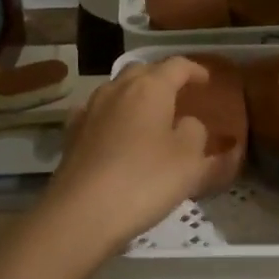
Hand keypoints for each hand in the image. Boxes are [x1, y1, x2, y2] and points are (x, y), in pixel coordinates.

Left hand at [42, 57, 240, 250]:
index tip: (207, 81)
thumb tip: (187, 124)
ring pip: (117, 90)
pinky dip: (114, 116)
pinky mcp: (72, 135)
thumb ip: (196, 135)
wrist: (81, 213)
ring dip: (136, 96)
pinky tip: (116, 133)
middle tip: (179, 95)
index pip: (176, 66)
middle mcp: (117, 90)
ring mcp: (90, 110)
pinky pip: (99, 113)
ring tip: (150, 115)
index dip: (195, 70)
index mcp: (150, 88)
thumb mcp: (190, 162)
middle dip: (162, 78)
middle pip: (143, 71)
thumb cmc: (144, 181)